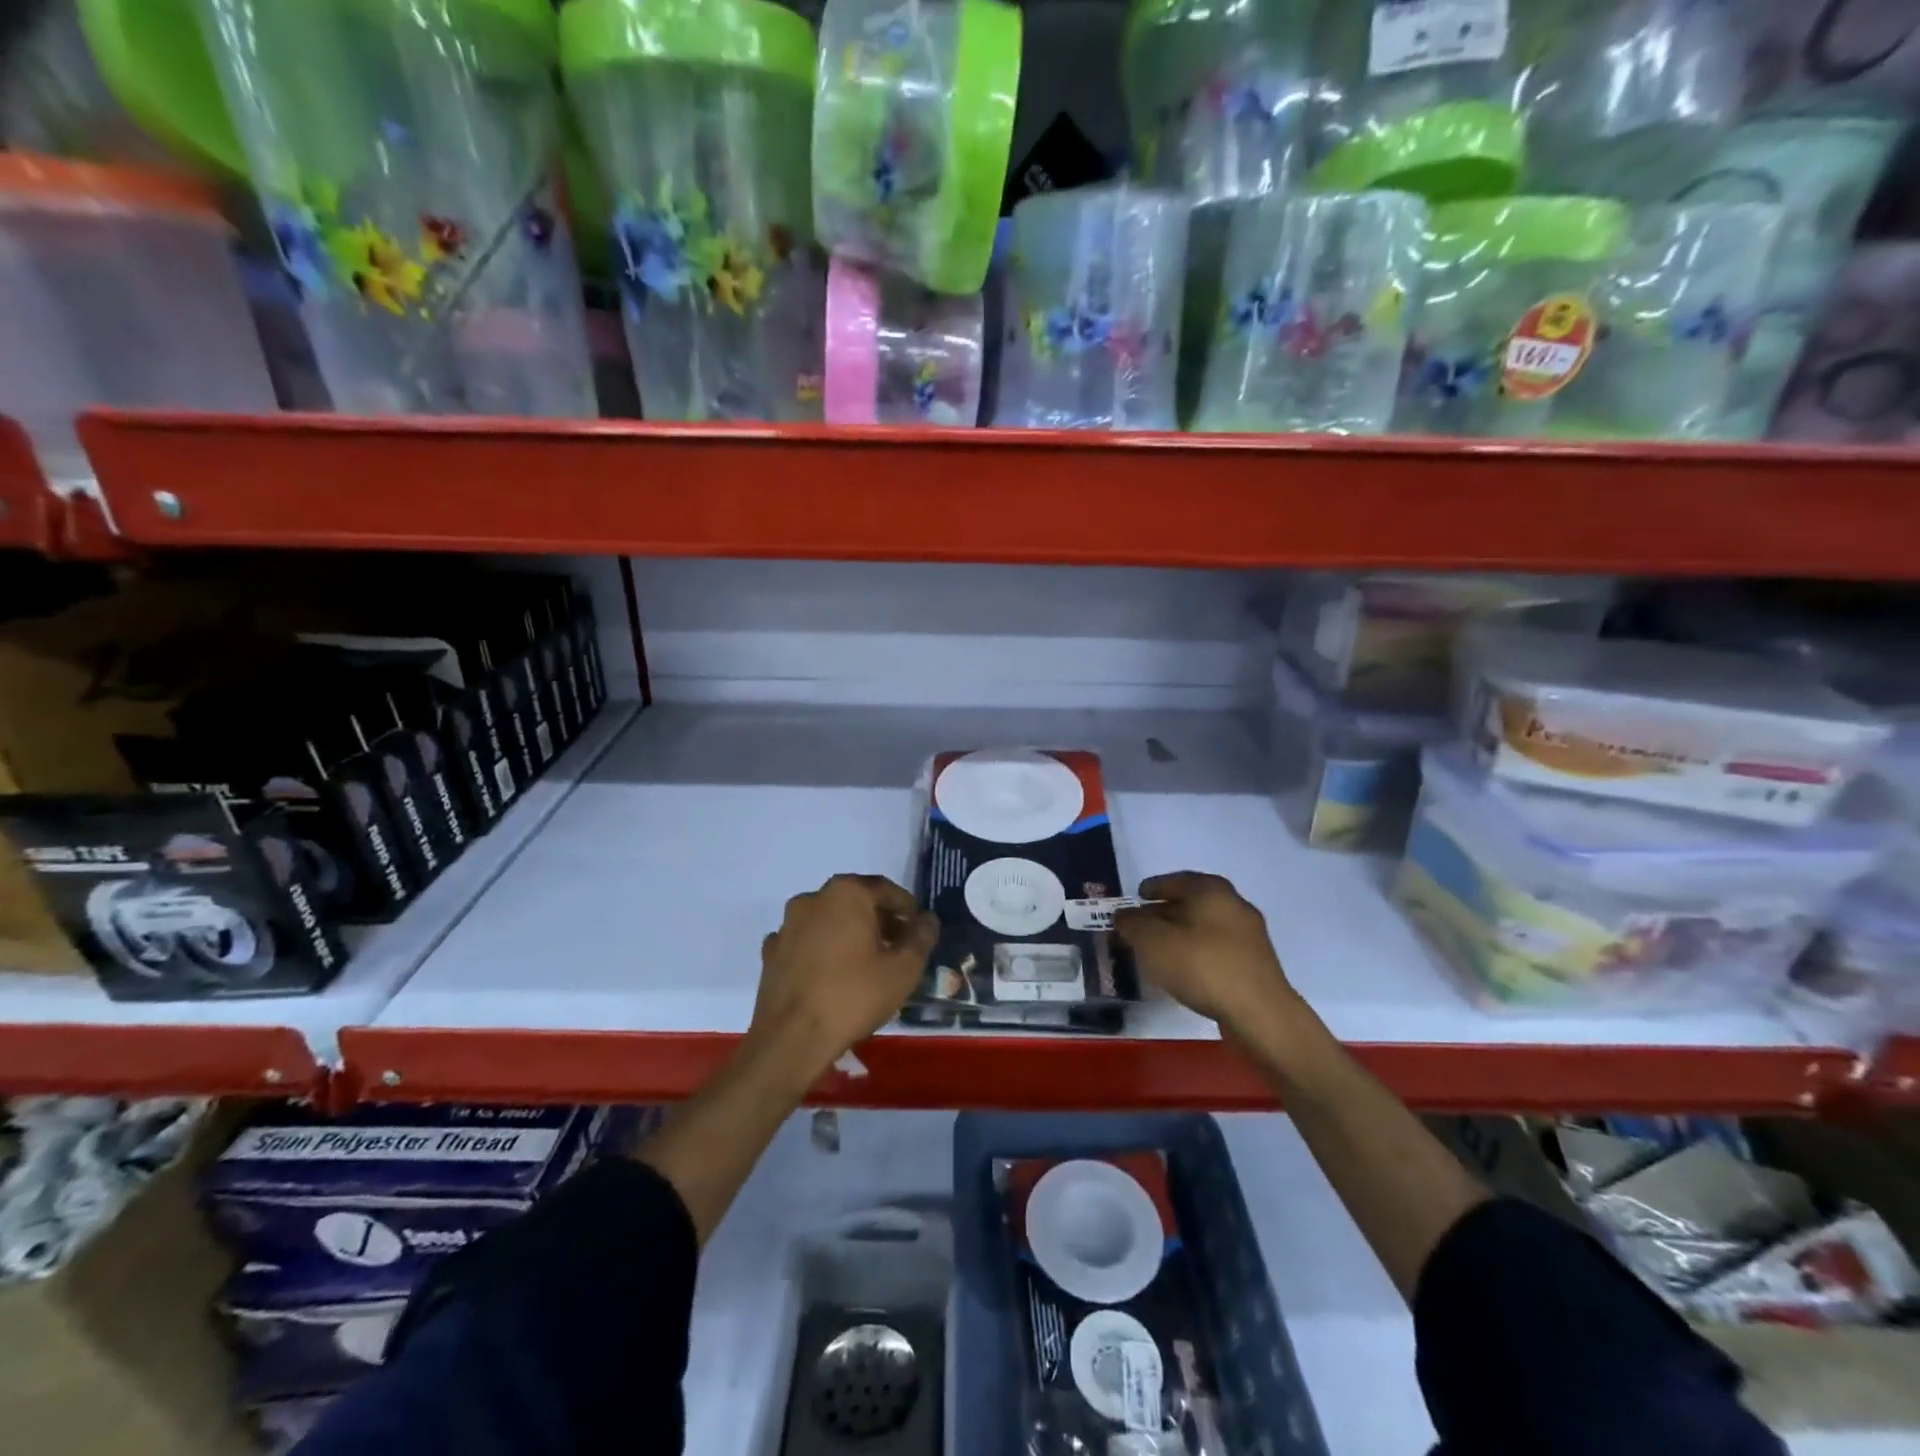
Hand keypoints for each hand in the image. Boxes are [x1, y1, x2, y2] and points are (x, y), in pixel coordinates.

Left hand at [751, 874, 937, 1074]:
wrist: (791, 1039)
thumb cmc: (854, 996)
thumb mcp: (904, 969)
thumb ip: (921, 937)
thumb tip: (927, 919)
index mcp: (846, 893)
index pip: (886, 890)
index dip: (907, 910)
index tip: (919, 931)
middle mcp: (812, 898)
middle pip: (855, 902)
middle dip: (879, 921)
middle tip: (898, 949)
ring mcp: (787, 926)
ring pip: (828, 921)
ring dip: (849, 935)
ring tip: (867, 965)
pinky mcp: (770, 953)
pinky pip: (806, 943)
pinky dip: (822, 952)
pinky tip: (833, 977)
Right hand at [1113, 872, 1297, 1036]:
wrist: (1259, 1014)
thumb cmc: (1201, 965)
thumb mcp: (1152, 942)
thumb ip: (1132, 924)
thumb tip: (1123, 915)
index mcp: (1211, 890)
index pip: (1176, 880)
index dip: (1153, 888)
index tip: (1137, 896)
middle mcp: (1234, 905)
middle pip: (1192, 903)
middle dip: (1165, 912)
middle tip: (1142, 925)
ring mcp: (1249, 936)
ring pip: (1205, 927)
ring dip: (1181, 935)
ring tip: (1158, 950)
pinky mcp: (1255, 964)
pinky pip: (1217, 949)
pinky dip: (1197, 953)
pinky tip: (1184, 970)